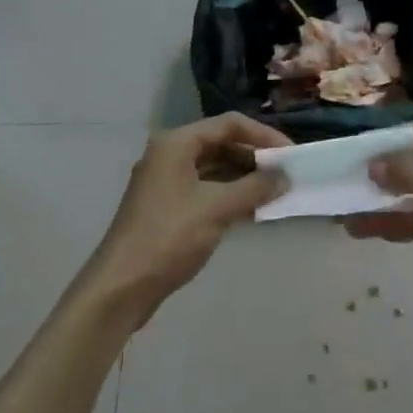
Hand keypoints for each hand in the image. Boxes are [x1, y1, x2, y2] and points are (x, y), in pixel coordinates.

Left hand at [81, 114, 288, 327]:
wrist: (121, 287)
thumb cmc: (169, 237)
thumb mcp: (217, 209)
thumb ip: (254, 188)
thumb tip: (285, 176)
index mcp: (176, 143)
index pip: (229, 124)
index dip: (263, 136)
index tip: (291, 155)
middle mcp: (169, 154)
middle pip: (220, 143)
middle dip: (254, 156)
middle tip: (285, 173)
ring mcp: (166, 181)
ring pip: (213, 167)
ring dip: (243, 176)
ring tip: (274, 191)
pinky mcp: (166, 206)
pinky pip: (205, 188)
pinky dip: (228, 193)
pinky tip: (251, 208)